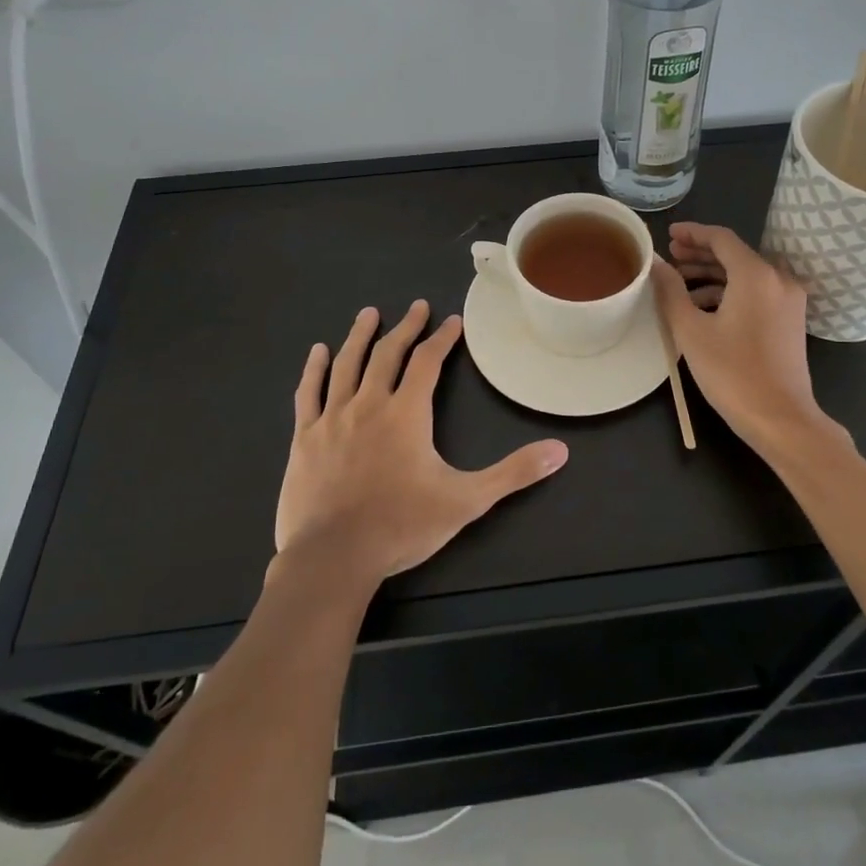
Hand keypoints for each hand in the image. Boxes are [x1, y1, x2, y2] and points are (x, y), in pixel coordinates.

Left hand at [275, 301, 568, 584]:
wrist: (333, 558)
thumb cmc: (401, 526)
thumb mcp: (467, 500)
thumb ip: (513, 473)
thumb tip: (560, 451)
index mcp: (407, 413)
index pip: (427, 362)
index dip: (442, 339)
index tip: (452, 322)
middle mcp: (369, 404)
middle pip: (387, 354)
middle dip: (405, 328)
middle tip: (416, 307)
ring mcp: (333, 419)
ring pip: (347, 364)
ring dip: (359, 336)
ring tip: (368, 314)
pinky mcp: (305, 438)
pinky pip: (309, 393)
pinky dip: (314, 369)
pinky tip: (317, 352)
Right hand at [651, 223, 830, 459]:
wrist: (781, 419)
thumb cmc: (732, 373)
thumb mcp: (691, 331)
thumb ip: (671, 291)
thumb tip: (657, 264)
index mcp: (756, 275)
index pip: (721, 238)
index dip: (693, 233)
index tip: (668, 234)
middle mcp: (778, 279)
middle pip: (735, 254)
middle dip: (701, 253)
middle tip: (670, 256)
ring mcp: (789, 300)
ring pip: (746, 274)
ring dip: (713, 274)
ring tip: (680, 283)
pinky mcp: (790, 320)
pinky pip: (757, 292)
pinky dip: (730, 292)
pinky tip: (704, 307)